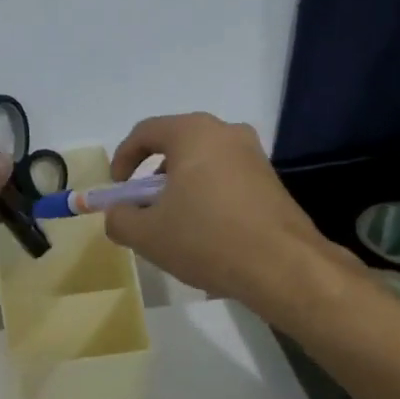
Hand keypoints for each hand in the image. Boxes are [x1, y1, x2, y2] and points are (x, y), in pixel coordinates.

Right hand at [103, 113, 355, 316]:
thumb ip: (119, 219)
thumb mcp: (147, 234)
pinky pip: (226, 181)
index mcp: (193, 133)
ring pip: (203, 165)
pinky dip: (207, 199)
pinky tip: (206, 235)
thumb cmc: (206, 239)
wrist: (282, 266)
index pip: (146, 132)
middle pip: (176, 146)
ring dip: (181, 190)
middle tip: (143, 209)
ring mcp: (254, 156)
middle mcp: (226, 133)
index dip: (123, 159)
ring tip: (174, 227)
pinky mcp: (271, 182)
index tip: (117, 191)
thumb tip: (117, 214)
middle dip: (152, 178)